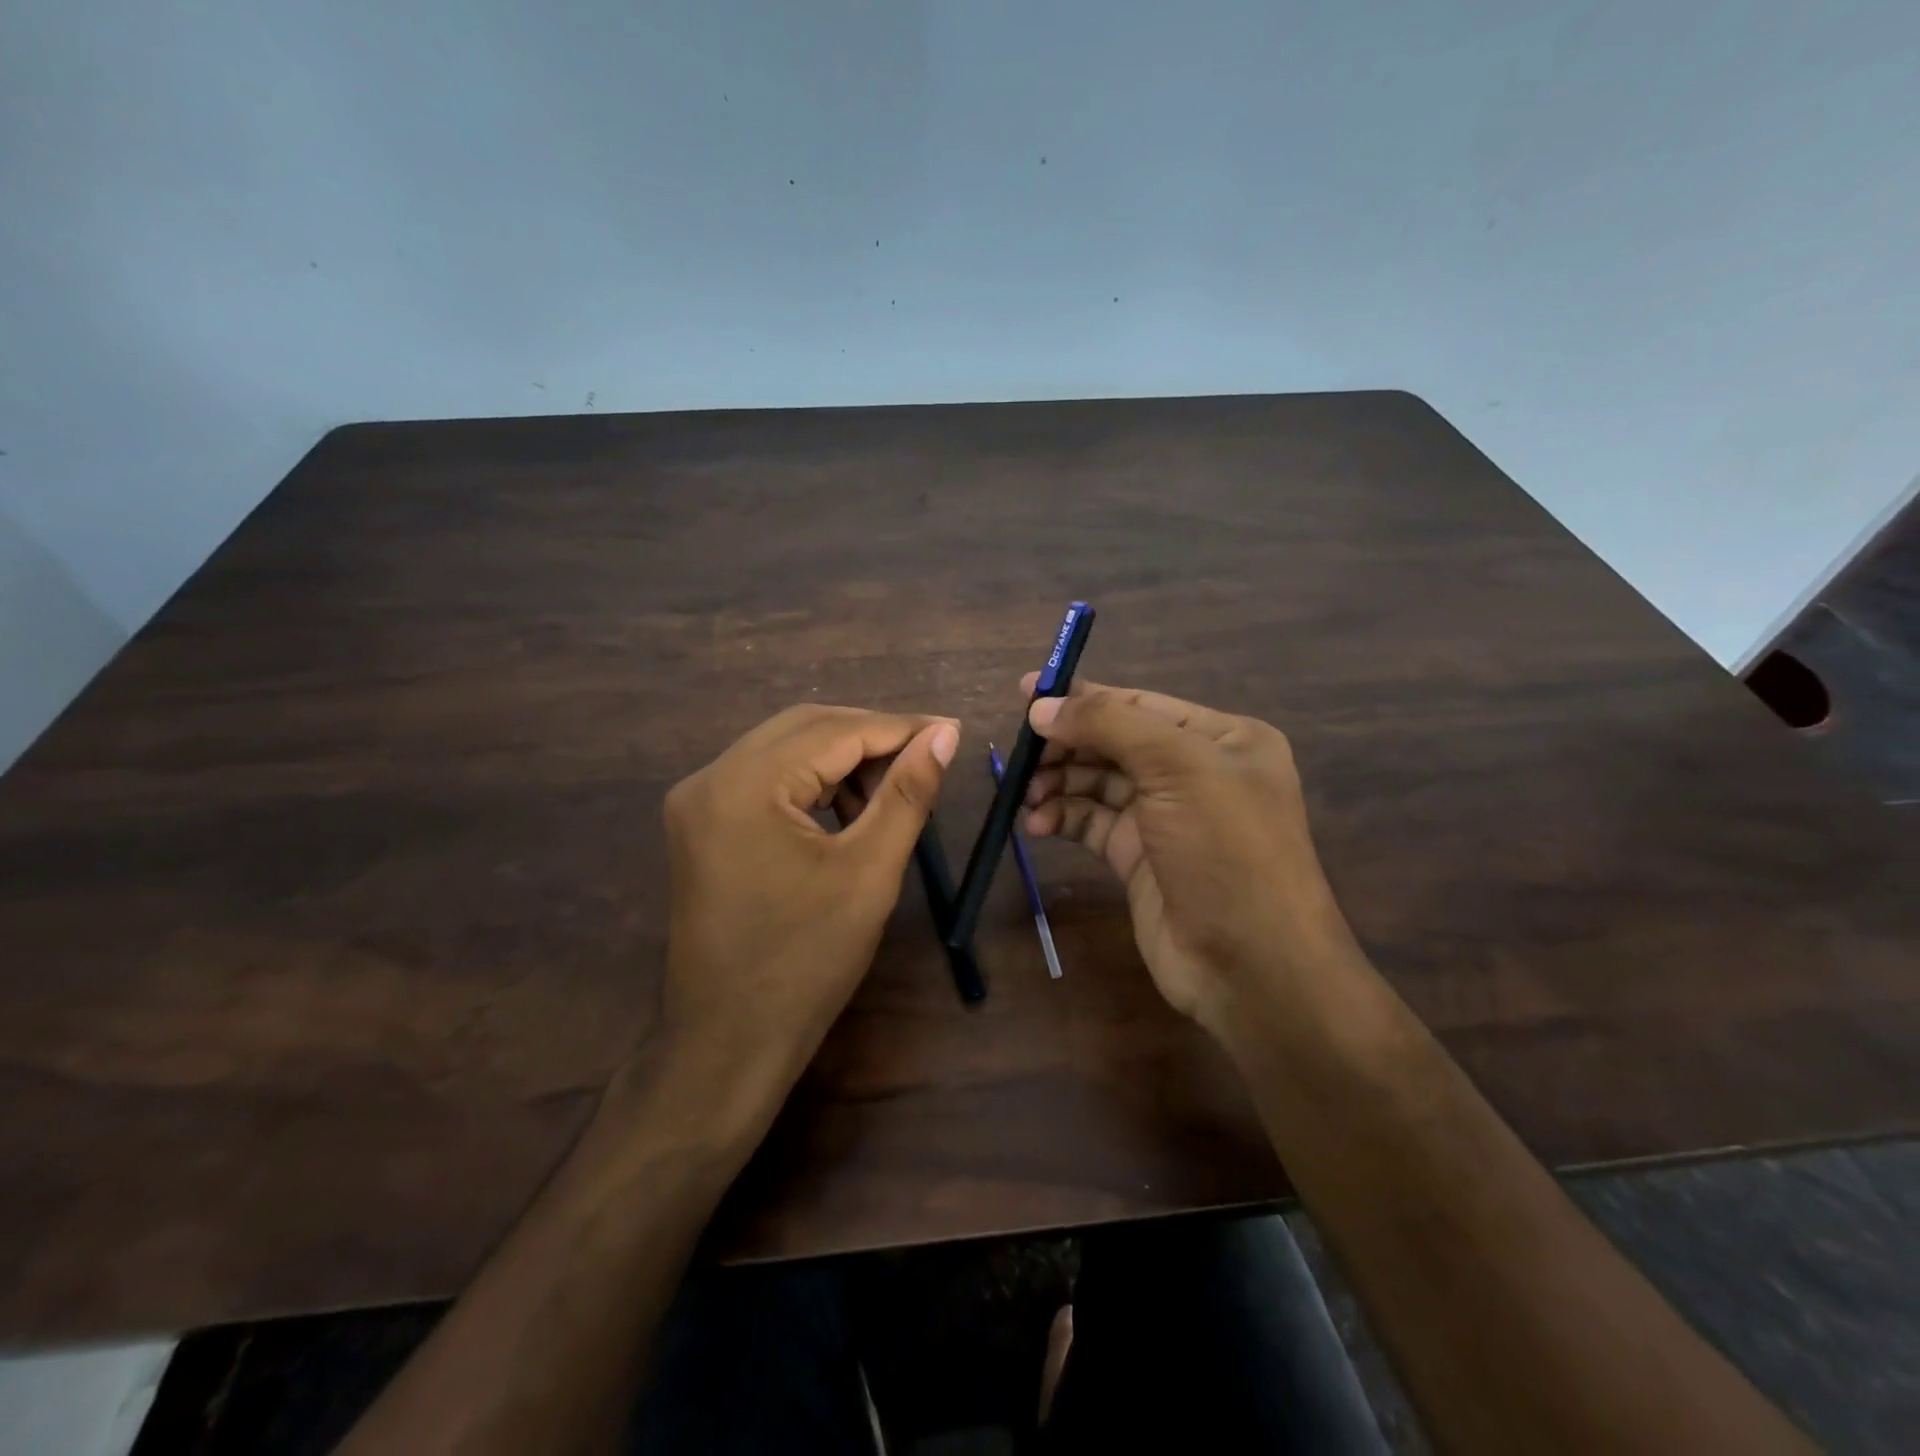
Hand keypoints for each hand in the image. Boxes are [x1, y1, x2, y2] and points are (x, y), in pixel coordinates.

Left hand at [643, 704, 959, 1121]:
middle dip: (870, 737)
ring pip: (784, 750)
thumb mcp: (870, 871)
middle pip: (803, 728)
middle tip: (927, 755)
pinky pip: (765, 779)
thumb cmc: (806, 962)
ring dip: (841, 759)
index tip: (951, 730)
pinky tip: (847, 810)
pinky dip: (811, 783)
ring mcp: (697, 801)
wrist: (729, 1043)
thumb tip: (944, 734)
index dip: (899, 727)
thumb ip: (907, 793)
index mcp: (743, 785)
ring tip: (891, 791)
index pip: (834, 731)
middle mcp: (709, 778)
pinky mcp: (701, 824)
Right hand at [1020, 676, 1362, 1034]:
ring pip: (1098, 783)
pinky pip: (1092, 822)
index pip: (1139, 704)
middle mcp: (1195, 772)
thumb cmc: (1225, 849)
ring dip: (1059, 783)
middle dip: (1067, 744)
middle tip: (1021, 753)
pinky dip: (1063, 817)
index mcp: (1221, 739)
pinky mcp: (1139, 858)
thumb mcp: (1177, 768)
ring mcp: (1166, 818)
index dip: (1083, 696)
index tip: (1025, 693)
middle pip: (1114, 742)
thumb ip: (1109, 725)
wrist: (1250, 965)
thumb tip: (1041, 708)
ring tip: (1026, 795)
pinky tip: (1037, 823)